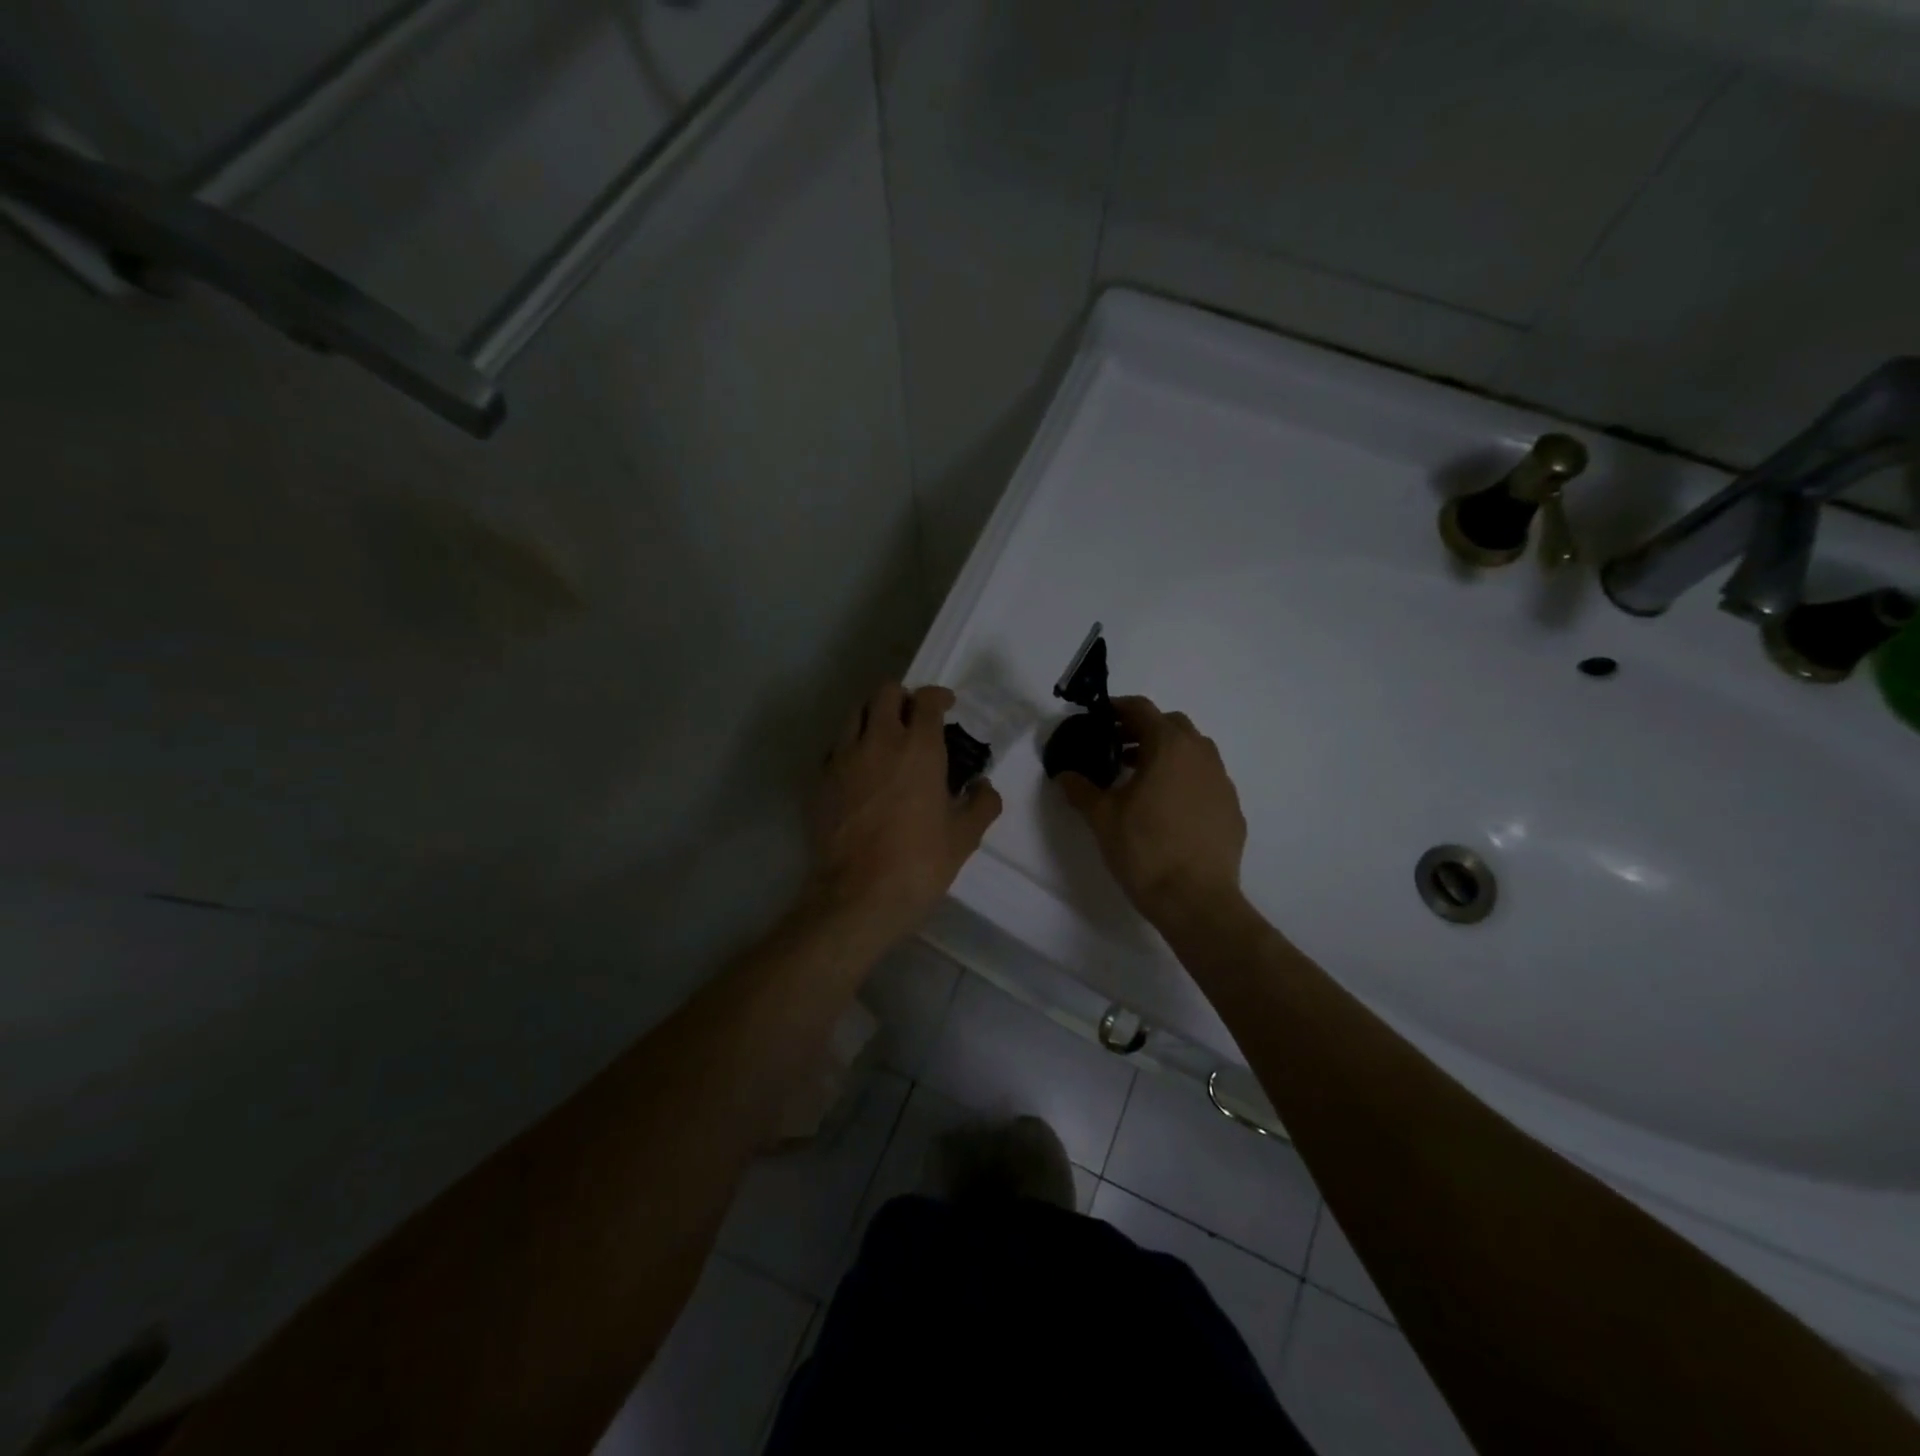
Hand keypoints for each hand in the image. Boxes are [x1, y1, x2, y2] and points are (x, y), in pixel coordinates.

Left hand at [806, 682, 1001, 945]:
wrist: (858, 895)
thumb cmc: (919, 863)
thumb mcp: (964, 837)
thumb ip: (981, 804)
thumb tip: (983, 787)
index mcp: (919, 749)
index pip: (926, 701)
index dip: (938, 697)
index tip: (946, 705)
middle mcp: (878, 741)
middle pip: (885, 693)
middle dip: (903, 697)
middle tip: (914, 716)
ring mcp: (844, 758)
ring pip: (854, 713)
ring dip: (873, 715)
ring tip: (885, 737)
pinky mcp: (821, 780)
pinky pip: (836, 747)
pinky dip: (851, 746)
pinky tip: (861, 768)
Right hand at [1059, 697, 1245, 926]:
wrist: (1196, 900)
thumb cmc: (1144, 850)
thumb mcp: (1102, 817)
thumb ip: (1080, 789)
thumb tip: (1064, 774)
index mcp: (1169, 747)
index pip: (1142, 709)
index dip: (1118, 708)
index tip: (1099, 717)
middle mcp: (1201, 755)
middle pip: (1172, 725)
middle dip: (1144, 729)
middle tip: (1118, 748)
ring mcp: (1222, 782)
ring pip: (1194, 751)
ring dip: (1167, 753)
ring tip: (1141, 778)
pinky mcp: (1232, 809)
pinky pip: (1206, 781)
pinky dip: (1186, 780)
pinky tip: (1168, 808)